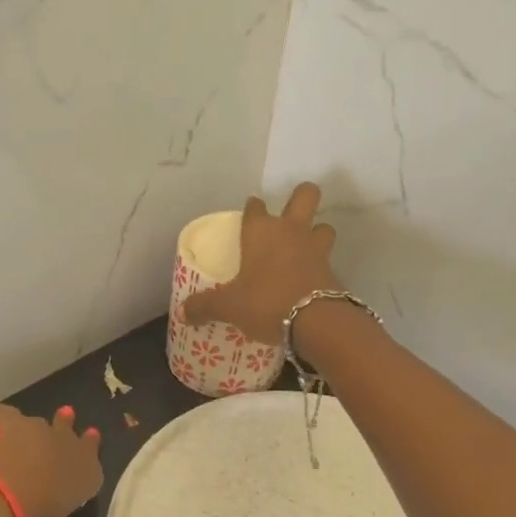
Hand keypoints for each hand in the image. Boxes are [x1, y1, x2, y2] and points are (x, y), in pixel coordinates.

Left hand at [0, 403, 103, 516]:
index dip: (91, 447)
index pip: (92, 456)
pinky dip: (1, 427)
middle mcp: (65, 445)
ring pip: (38, 425)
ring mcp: (35, 426)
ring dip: (35, 430)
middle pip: (69, 433)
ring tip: (28, 431)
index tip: (92, 436)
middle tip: (68, 417)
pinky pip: (6, 418)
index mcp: (83, 474)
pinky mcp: (5, 415)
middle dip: (67, 430)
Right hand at [177, 183, 337, 345]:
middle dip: (301, 197)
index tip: (249, 213)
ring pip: (323, 226)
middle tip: (290, 214)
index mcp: (261, 231)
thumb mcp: (229, 307)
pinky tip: (309, 278)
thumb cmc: (266, 302)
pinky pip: (327, 258)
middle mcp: (290, 231)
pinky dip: (320, 265)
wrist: (316, 322)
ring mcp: (316, 248)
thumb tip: (183, 313)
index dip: (252, 207)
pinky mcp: (332, 270)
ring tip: (304, 247)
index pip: (255, 207)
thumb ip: (205, 307)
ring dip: (316, 232)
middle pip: (305, 195)